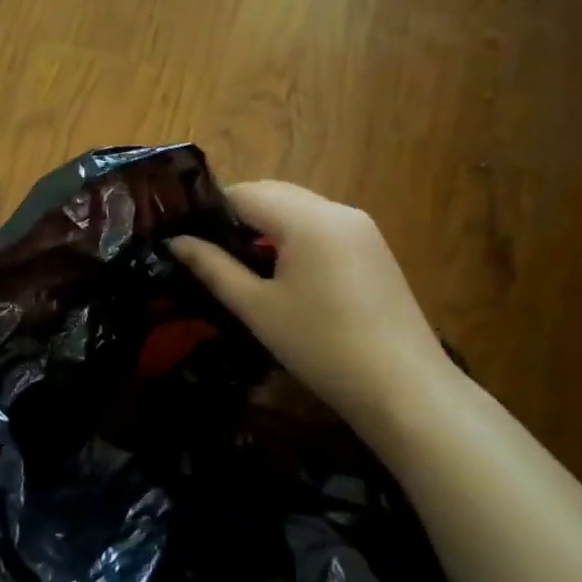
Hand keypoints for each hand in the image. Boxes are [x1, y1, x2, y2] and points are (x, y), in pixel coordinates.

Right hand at [169, 181, 450, 431]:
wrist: (405, 389)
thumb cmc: (321, 347)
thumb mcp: (258, 308)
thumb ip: (213, 268)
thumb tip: (175, 241)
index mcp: (308, 219)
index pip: (245, 192)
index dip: (211, 208)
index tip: (185, 233)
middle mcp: (337, 210)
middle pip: (274, 194)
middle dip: (238, 213)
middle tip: (207, 248)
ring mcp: (361, 228)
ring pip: (300, 209)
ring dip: (267, 223)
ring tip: (240, 261)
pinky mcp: (374, 249)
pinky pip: (322, 227)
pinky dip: (295, 236)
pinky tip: (282, 271)